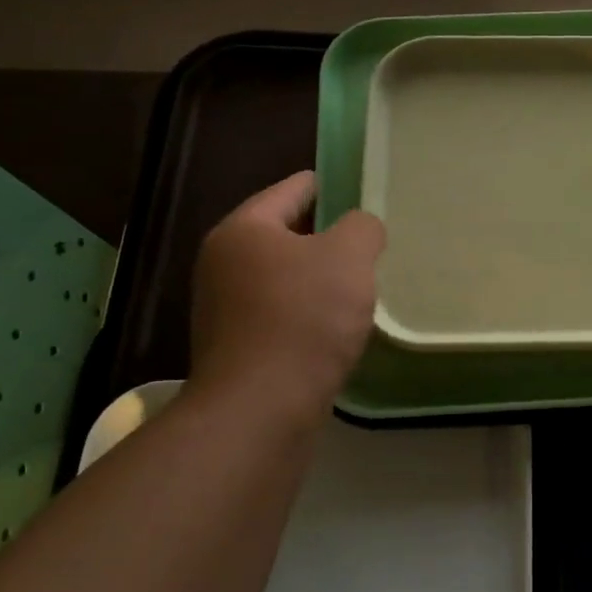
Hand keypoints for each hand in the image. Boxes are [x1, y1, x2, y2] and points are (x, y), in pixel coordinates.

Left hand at [187, 171, 385, 418]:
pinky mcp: (237, 347)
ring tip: (359, 284)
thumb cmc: (305, 318)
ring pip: (283, 278)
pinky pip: (280, 314)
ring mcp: (225, 309)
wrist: (262, 406)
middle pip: (284, 235)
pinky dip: (307, 312)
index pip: (291, 190)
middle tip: (368, 240)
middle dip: (326, 236)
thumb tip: (359, 229)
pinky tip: (336, 326)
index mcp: (244, 230)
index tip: (356, 188)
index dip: (326, 185)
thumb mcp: (349, 258)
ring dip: (317, 278)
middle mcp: (223, 263)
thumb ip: (362, 228)